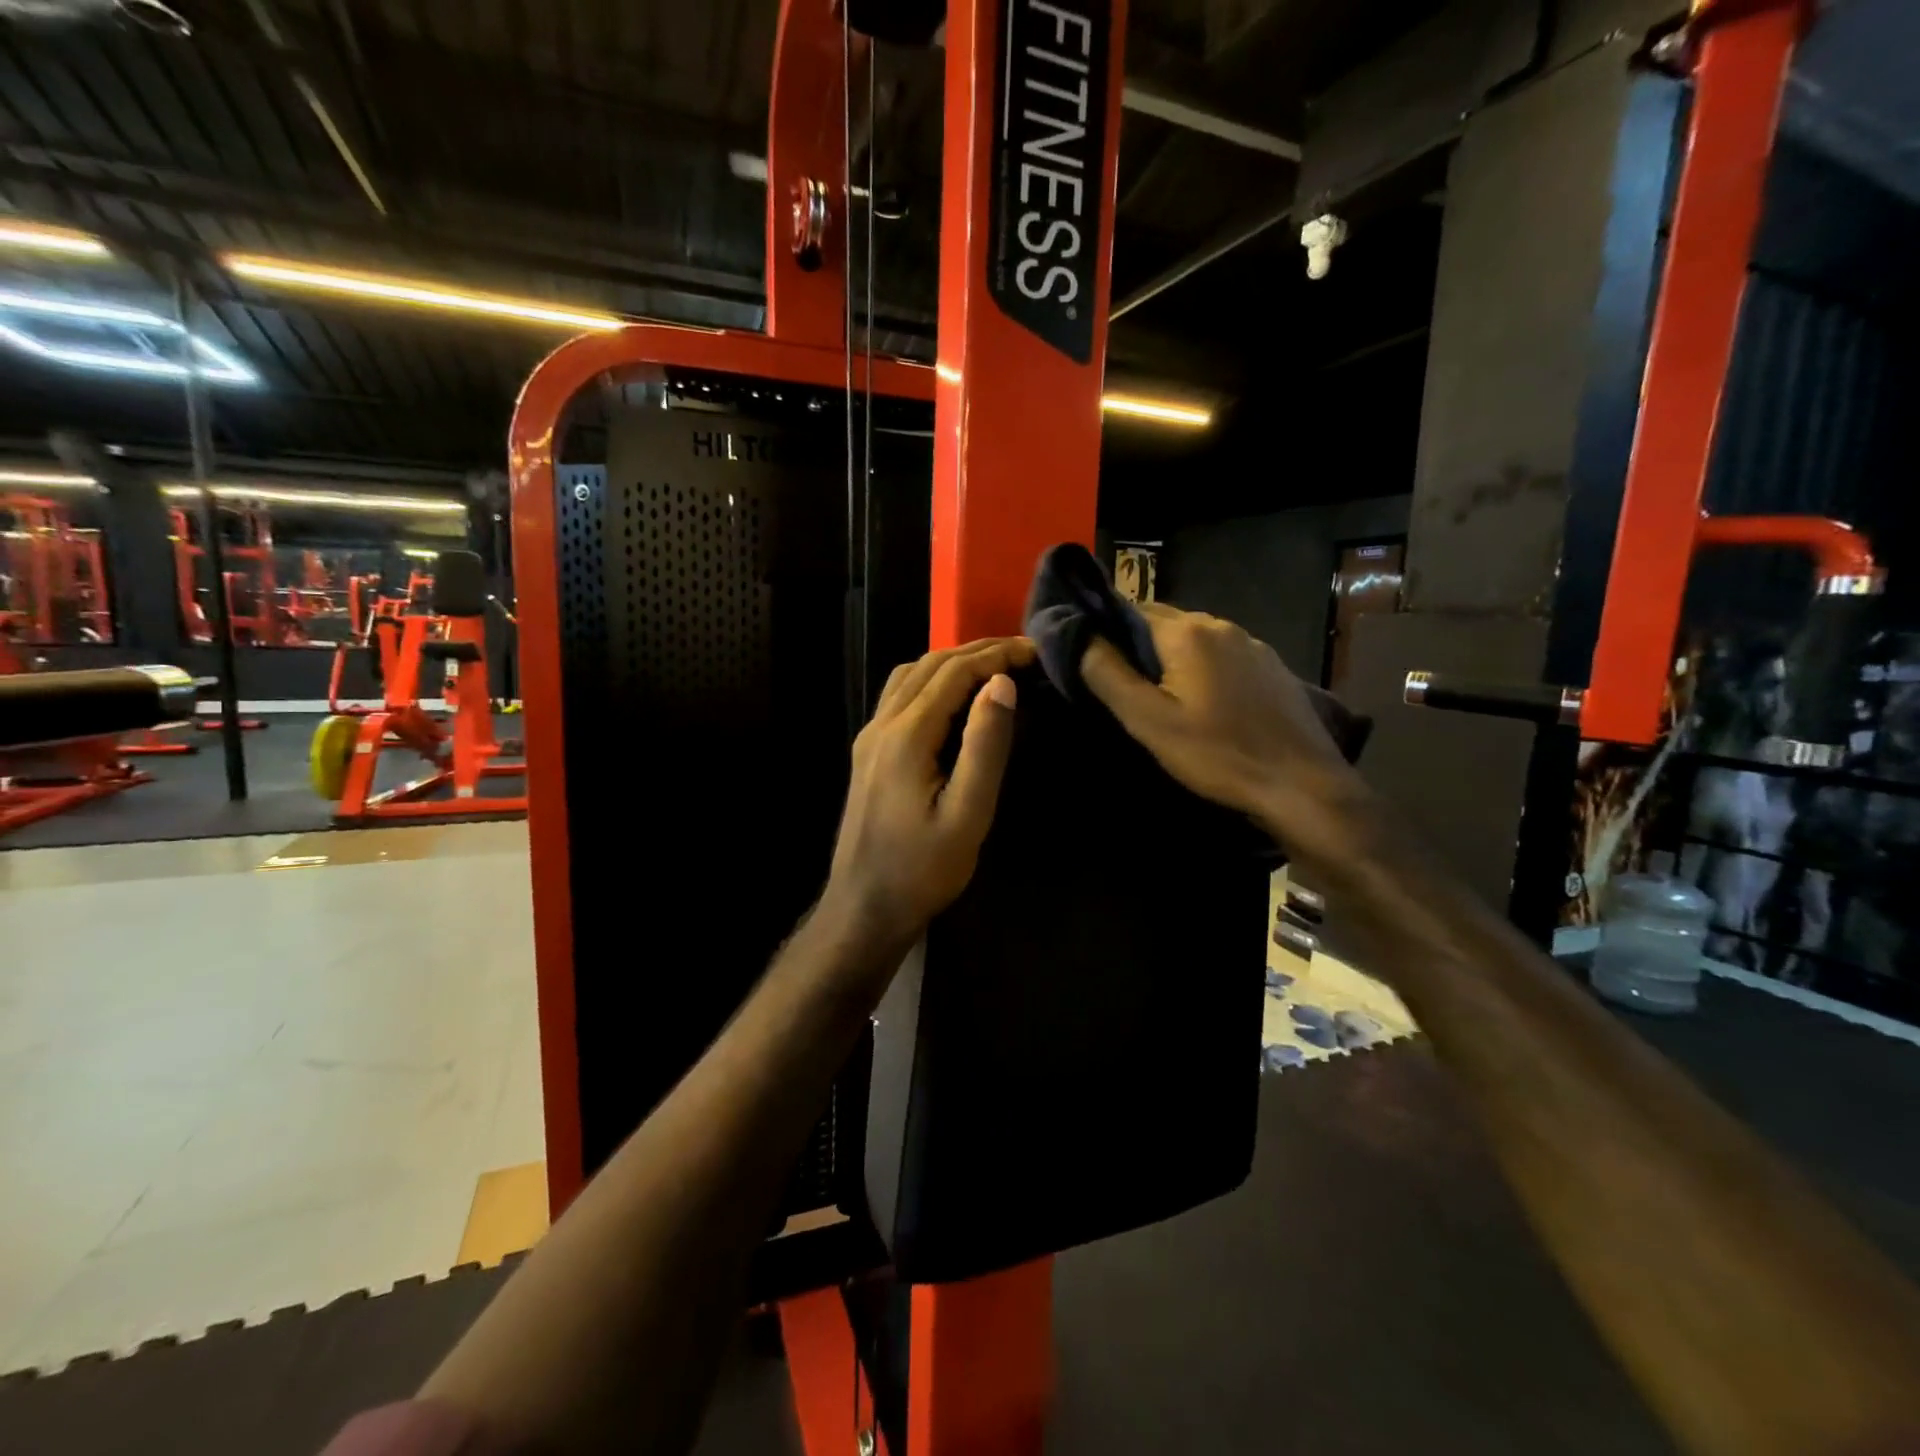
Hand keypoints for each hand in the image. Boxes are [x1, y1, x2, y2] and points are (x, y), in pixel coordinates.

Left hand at [824, 637, 1032, 950]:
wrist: (864, 906)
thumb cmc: (923, 869)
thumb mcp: (968, 814)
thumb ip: (985, 746)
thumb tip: (1001, 683)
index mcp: (907, 735)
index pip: (954, 672)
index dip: (995, 654)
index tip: (1035, 650)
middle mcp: (881, 725)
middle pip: (929, 665)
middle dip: (976, 651)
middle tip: (1022, 651)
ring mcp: (869, 737)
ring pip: (909, 676)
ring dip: (950, 662)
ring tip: (993, 666)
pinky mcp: (868, 752)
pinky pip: (899, 697)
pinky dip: (931, 681)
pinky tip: (953, 697)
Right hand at [1081, 605, 1373, 865]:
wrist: (1302, 786)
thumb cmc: (1217, 755)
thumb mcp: (1149, 721)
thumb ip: (1108, 675)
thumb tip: (1079, 636)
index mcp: (1188, 632)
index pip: (1131, 609)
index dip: (1107, 630)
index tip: (1092, 658)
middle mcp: (1222, 625)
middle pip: (1165, 623)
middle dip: (1139, 646)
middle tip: (1123, 686)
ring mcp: (1254, 645)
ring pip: (1196, 641)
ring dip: (1172, 660)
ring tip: (1161, 698)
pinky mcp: (1273, 669)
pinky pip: (1224, 657)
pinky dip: (1204, 670)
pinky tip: (1205, 705)